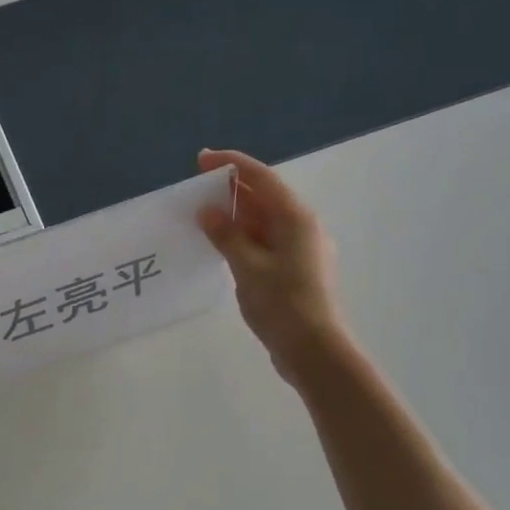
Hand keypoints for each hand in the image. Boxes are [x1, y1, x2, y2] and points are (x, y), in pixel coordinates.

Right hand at [197, 149, 345, 384]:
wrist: (314, 350)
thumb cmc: (282, 304)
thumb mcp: (247, 268)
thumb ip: (226, 236)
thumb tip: (207, 211)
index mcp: (295, 219)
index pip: (261, 179)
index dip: (231, 164)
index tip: (202, 159)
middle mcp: (301, 227)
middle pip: (264, 197)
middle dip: (231, 189)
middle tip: (196, 188)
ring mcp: (300, 249)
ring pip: (263, 221)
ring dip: (234, 215)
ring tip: (202, 215)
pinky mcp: (293, 269)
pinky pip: (264, 241)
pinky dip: (242, 236)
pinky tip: (221, 245)